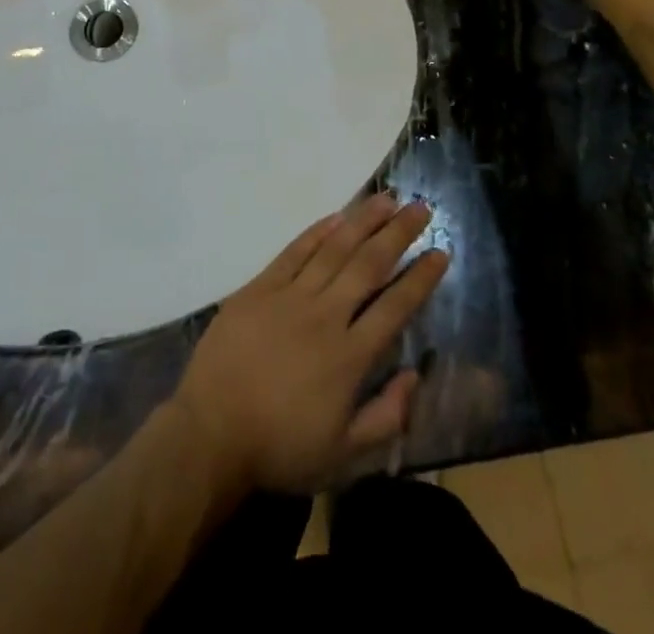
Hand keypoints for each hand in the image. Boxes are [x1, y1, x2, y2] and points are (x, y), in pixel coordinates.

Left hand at [168, 194, 448, 496]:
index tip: (441, 252)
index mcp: (350, 356)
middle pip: (369, 265)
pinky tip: (335, 217)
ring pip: (334, 249)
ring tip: (387, 198)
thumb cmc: (280, 448)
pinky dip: (316, 232)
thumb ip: (386, 418)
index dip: (421, 278)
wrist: (211, 432)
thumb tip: (415, 376)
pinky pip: (293, 252)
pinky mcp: (259, 288)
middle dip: (398, 234)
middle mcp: (326, 316)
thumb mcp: (343, 455)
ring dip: (362, 221)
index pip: (395, 307)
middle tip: (421, 207)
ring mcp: (290, 296)